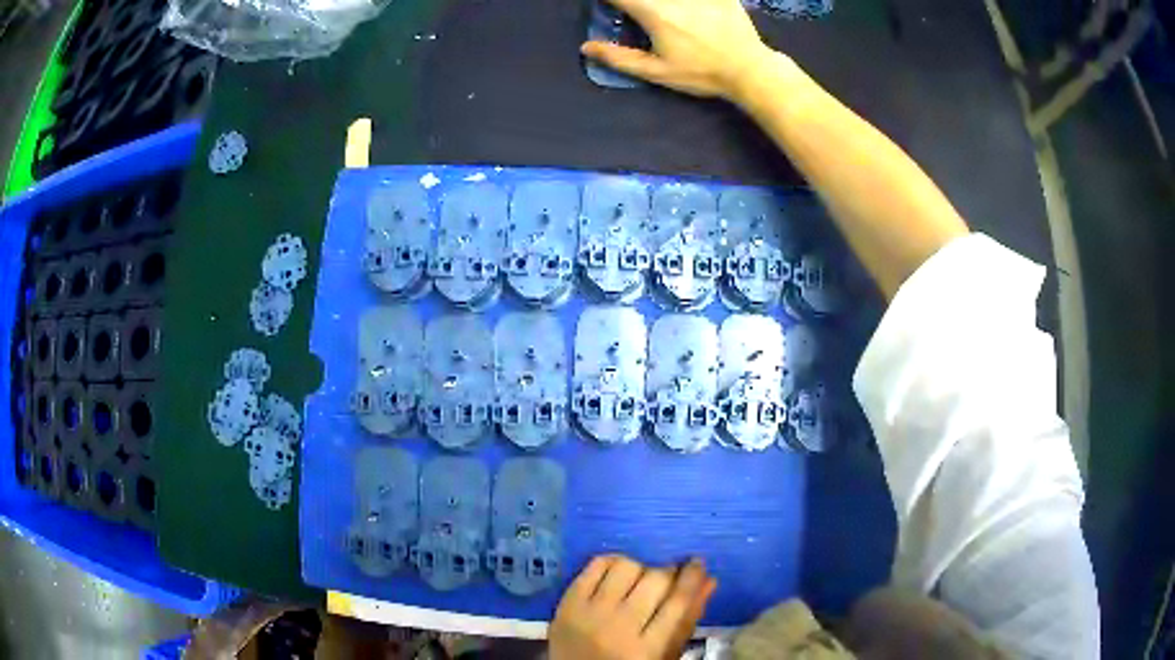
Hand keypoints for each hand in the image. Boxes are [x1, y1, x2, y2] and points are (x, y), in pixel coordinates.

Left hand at [550, 555, 717, 659]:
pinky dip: (611, 562)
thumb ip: (687, 621)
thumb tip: (708, 580)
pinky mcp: (567, 602)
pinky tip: (616, 574)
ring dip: (639, 569)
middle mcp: (619, 628)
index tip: (697, 563)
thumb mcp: (663, 654)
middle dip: (667, 574)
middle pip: (655, 580)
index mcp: (647, 649)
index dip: (692, 577)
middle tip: (666, 579)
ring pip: (626, 567)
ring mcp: (589, 613)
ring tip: (638, 582)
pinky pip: (595, 565)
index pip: (678, 602)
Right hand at [580, 0, 774, 99]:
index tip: (612, 7)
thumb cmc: (701, 73)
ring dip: (661, 3)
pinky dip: (689, 3)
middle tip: (638, 13)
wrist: (750, 70)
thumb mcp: (657, 72)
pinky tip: (692, 13)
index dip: (611, 0)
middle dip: (637, 3)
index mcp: (654, 11)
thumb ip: (619, 57)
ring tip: (672, 20)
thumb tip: (587, 47)